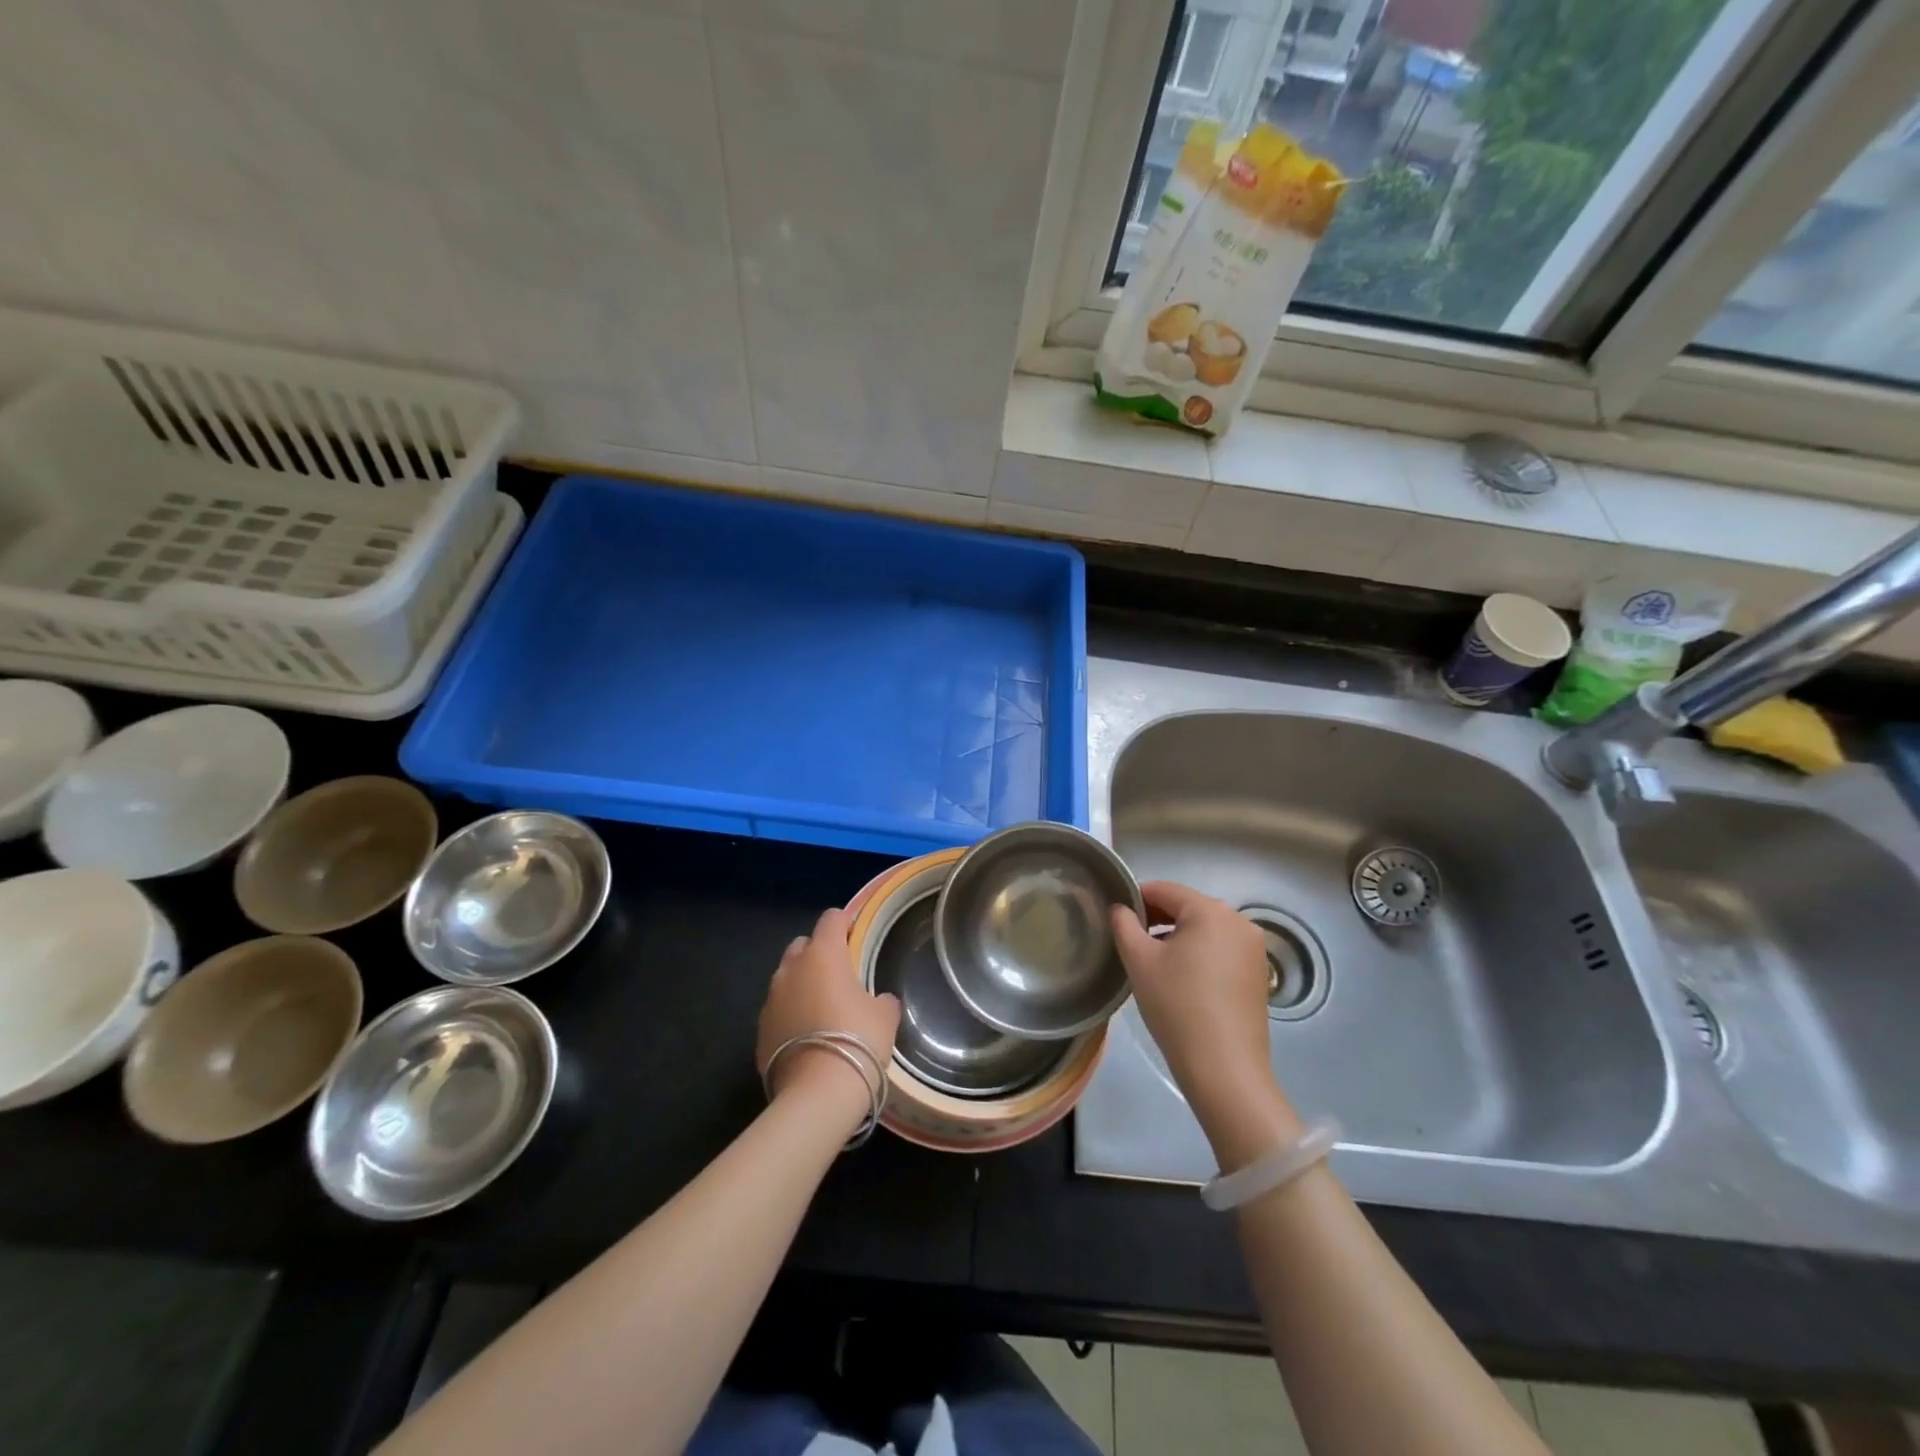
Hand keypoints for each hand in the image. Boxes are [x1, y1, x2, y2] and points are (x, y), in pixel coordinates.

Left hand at [756, 908, 900, 1130]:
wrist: (817, 1092)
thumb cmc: (858, 1039)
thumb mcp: (885, 1016)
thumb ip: (882, 1000)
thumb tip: (880, 1000)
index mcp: (823, 955)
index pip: (831, 919)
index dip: (845, 922)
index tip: (856, 934)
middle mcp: (791, 969)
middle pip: (803, 945)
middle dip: (818, 953)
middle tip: (839, 974)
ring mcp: (771, 999)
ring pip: (787, 978)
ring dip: (802, 985)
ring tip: (821, 1008)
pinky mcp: (760, 1030)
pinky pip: (778, 1010)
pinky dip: (791, 1014)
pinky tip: (807, 1036)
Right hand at [1111, 882, 1301, 1168]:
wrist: (1224, 1069)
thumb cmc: (1176, 1006)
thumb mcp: (1139, 961)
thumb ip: (1124, 925)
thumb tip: (1120, 908)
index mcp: (1210, 910)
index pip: (1164, 890)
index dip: (1135, 898)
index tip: (1115, 918)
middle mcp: (1238, 921)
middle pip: (1187, 907)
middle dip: (1156, 919)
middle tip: (1130, 942)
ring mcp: (1253, 948)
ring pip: (1205, 929)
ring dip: (1177, 937)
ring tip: (1153, 963)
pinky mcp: (1258, 973)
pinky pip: (1221, 949)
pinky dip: (1199, 954)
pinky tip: (1181, 980)